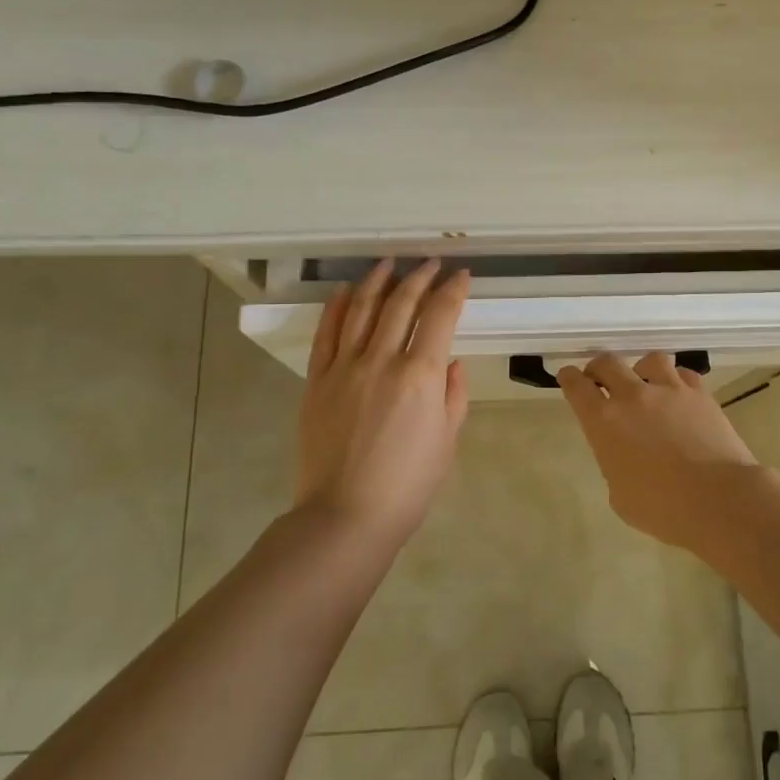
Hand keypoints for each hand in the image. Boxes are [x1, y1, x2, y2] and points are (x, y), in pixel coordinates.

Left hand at [296, 260, 470, 542]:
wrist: (346, 515)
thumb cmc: (408, 485)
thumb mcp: (447, 440)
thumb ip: (454, 395)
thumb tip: (450, 362)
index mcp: (420, 375)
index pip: (440, 316)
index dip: (453, 290)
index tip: (461, 276)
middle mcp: (381, 360)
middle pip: (400, 303)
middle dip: (419, 277)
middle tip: (430, 263)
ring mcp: (344, 367)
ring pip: (360, 309)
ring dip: (376, 281)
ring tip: (387, 263)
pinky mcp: (317, 380)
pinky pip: (326, 334)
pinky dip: (335, 307)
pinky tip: (344, 291)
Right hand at [557, 353, 759, 547]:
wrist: (718, 500)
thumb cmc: (662, 508)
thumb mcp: (620, 494)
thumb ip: (615, 463)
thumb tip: (625, 454)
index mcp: (604, 422)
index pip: (577, 386)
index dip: (569, 378)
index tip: (568, 377)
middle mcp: (633, 396)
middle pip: (608, 363)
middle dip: (599, 368)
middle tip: (599, 378)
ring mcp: (669, 390)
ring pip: (649, 360)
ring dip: (641, 370)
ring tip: (645, 383)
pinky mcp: (700, 394)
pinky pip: (683, 374)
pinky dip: (676, 380)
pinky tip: (678, 394)